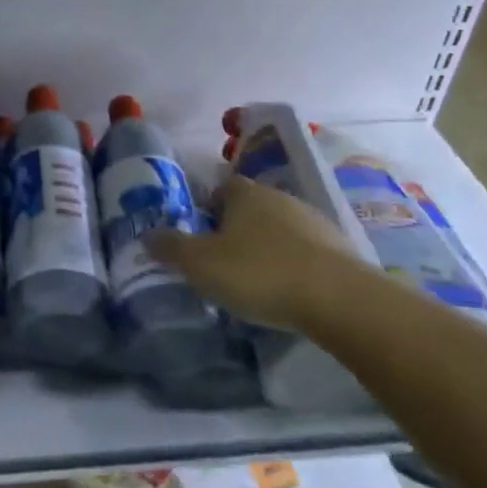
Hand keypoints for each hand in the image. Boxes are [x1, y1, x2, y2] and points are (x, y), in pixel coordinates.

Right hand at [146, 174, 367, 331]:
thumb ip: (171, 248)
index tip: (200, 236)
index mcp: (245, 193)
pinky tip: (288, 291)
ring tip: (256, 280)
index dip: (207, 209)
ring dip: (267, 247)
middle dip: (236, 229)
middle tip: (222, 261)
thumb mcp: (201, 264)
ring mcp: (313, 221)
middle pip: (250, 207)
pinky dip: (294, 265)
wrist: (340, 299)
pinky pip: (306, 251)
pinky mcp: (339, 249)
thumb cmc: (260, 273)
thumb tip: (147, 234)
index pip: (221, 188)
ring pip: (280, 228)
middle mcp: (279, 197)